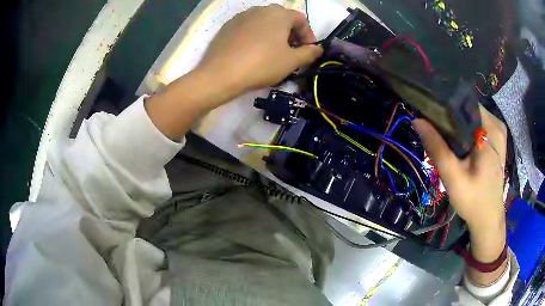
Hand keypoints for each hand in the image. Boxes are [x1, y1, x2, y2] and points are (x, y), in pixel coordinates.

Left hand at [197, 5, 322, 94]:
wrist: (220, 74)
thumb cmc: (261, 64)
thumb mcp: (291, 61)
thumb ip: (309, 53)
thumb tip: (318, 49)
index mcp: (279, 14)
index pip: (301, 19)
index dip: (308, 35)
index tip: (307, 51)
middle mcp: (260, 9)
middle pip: (282, 18)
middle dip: (291, 34)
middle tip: (291, 51)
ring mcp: (242, 16)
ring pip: (265, 21)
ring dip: (274, 34)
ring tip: (272, 52)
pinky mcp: (228, 26)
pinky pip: (249, 27)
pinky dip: (256, 35)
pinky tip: (253, 51)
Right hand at [414, 106, 507, 284]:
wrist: (488, 218)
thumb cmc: (473, 200)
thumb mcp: (453, 177)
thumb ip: (437, 148)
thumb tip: (417, 120)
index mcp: (489, 129)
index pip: (464, 101)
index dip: (445, 104)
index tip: (429, 112)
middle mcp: (496, 124)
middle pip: (468, 108)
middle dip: (451, 115)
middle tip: (435, 128)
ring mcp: (499, 131)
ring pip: (473, 116)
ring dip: (458, 123)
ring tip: (444, 135)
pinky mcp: (497, 140)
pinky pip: (479, 125)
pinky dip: (467, 129)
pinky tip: (459, 142)